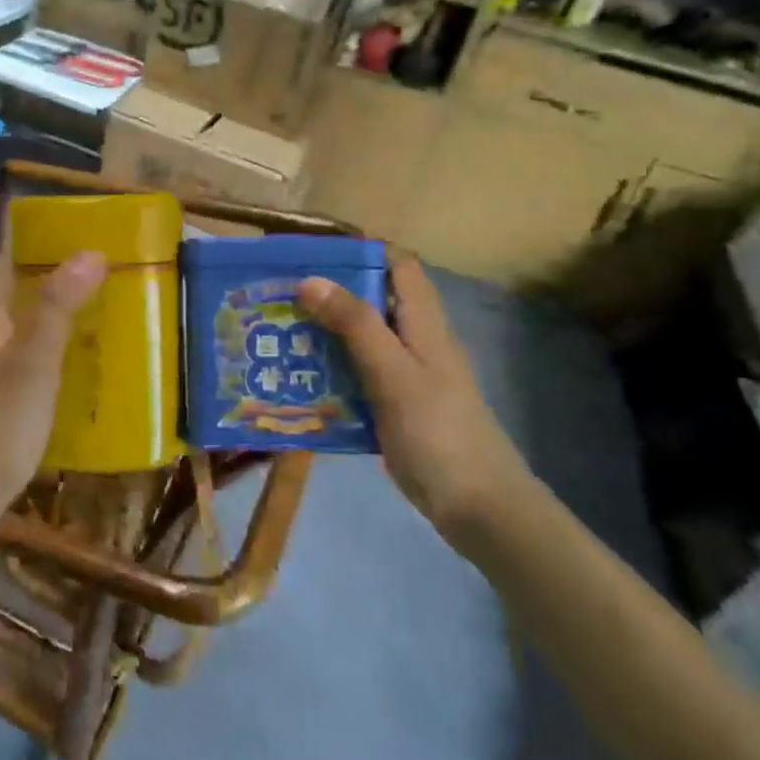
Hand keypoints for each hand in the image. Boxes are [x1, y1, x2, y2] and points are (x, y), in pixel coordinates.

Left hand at [0, 247, 106, 522]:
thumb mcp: (34, 360)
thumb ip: (59, 307)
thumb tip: (90, 251)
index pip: (3, 266)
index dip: (30, 244)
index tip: (71, 232)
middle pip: (17, 296)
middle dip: (53, 279)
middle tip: (102, 271)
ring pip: (25, 330)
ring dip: (58, 316)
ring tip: (104, 310)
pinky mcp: (0, 405)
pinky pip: (32, 364)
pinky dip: (57, 354)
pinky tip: (86, 365)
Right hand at [297, 254, 531, 546]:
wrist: (480, 509)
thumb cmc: (437, 432)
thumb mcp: (392, 373)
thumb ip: (355, 325)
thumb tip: (311, 279)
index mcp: (424, 322)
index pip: (397, 264)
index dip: (361, 251)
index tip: (313, 253)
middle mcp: (417, 340)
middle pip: (374, 300)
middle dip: (330, 294)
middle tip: (280, 295)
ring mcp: (409, 375)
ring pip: (363, 340)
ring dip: (326, 334)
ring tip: (279, 333)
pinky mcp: (398, 406)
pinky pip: (360, 376)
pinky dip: (333, 371)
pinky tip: (300, 380)